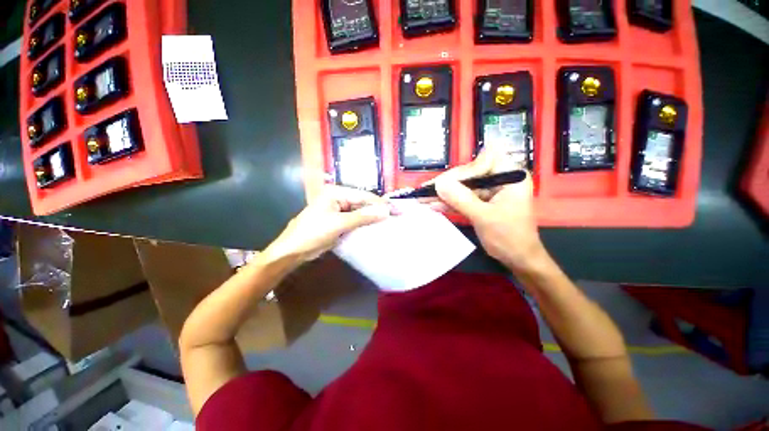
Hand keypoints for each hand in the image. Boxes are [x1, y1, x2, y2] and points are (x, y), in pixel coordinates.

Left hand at [266, 185, 389, 262]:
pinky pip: (355, 220)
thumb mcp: (339, 223)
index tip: (395, 210)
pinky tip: (376, 227)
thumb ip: (362, 217)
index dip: (379, 203)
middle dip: (378, 210)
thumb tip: (385, 211)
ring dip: (372, 217)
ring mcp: (338, 210)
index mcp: (336, 193)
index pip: (363, 196)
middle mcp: (338, 198)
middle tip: (396, 215)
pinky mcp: (339, 221)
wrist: (293, 250)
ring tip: (389, 221)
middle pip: (362, 203)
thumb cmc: (313, 232)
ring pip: (360, 212)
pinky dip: (365, 224)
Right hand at [431, 149, 545, 272]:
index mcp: (510, 176)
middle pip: (470, 174)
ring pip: (463, 187)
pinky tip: (434, 205)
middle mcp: (500, 179)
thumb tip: (439, 184)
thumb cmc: (509, 237)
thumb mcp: (483, 217)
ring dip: (444, 194)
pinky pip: (464, 198)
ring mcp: (490, 191)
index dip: (464, 170)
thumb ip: (461, 199)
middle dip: (448, 184)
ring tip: (423, 198)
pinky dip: (450, 203)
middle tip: (426, 190)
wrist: (518, 258)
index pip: (485, 160)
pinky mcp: (482, 202)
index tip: (445, 183)